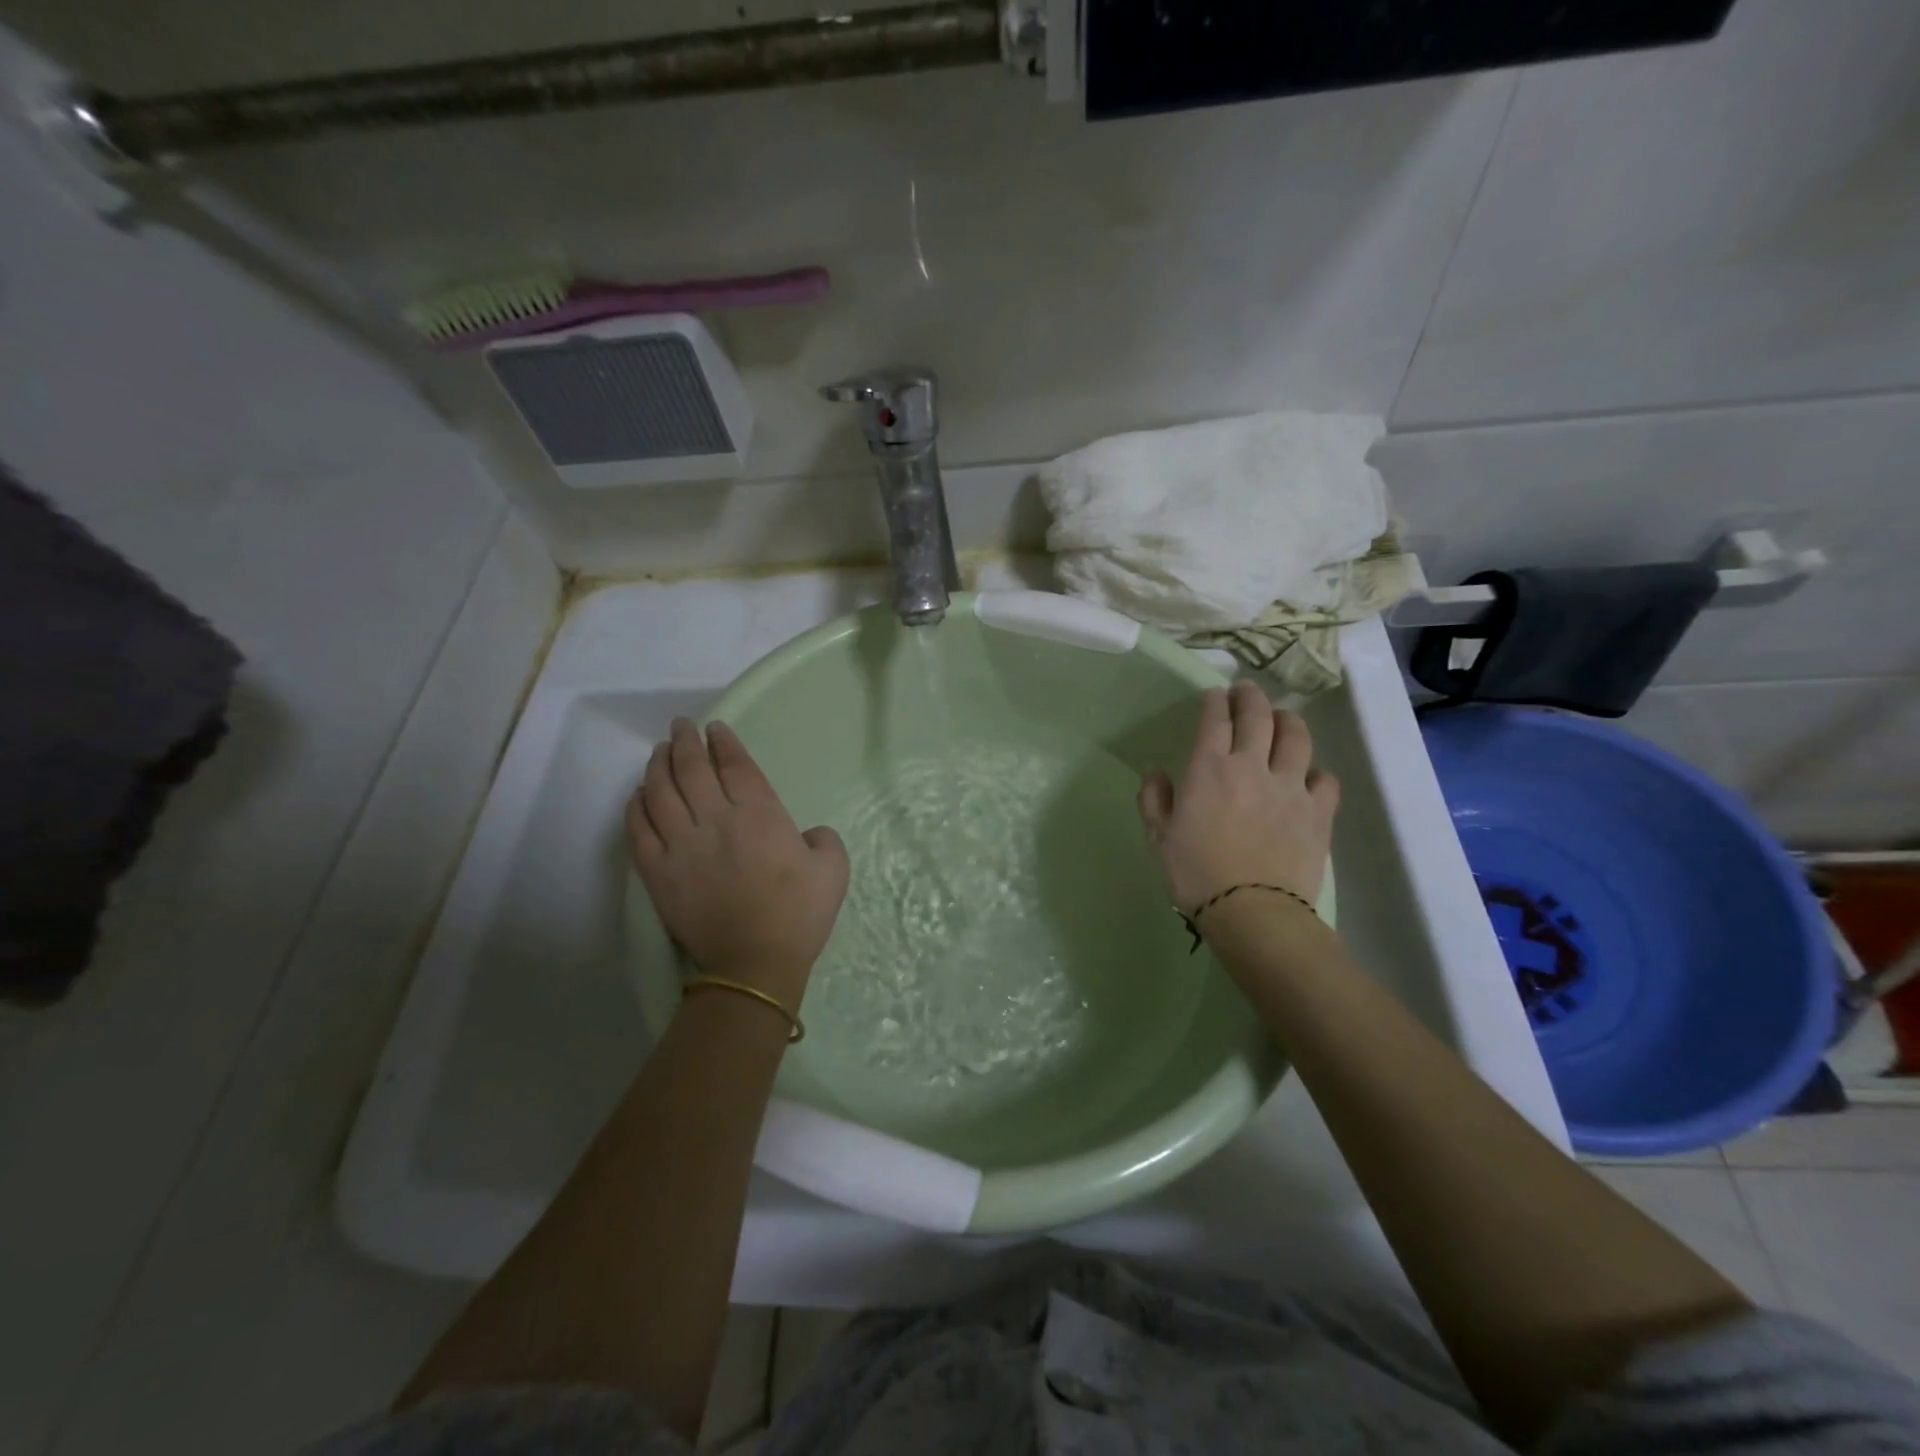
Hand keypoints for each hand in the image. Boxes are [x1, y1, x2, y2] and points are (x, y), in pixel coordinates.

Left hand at [627, 718, 848, 1006]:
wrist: (755, 964)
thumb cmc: (799, 915)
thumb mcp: (834, 868)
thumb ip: (823, 839)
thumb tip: (805, 835)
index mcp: (761, 815)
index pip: (735, 765)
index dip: (724, 742)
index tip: (715, 728)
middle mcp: (716, 820)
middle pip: (692, 769)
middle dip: (685, 741)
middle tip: (682, 727)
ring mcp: (682, 845)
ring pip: (660, 792)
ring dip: (658, 765)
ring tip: (660, 752)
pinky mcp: (658, 872)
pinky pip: (638, 829)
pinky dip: (636, 805)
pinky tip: (638, 794)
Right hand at [1138, 681, 1339, 914]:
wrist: (1252, 911)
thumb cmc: (1195, 874)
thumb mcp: (1158, 838)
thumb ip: (1154, 800)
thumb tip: (1156, 773)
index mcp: (1209, 769)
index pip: (1215, 720)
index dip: (1215, 702)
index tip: (1215, 695)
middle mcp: (1252, 766)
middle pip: (1258, 716)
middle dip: (1250, 696)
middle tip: (1246, 691)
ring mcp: (1291, 787)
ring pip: (1297, 737)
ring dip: (1288, 720)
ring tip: (1283, 718)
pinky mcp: (1319, 812)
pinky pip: (1326, 779)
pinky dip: (1317, 772)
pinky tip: (1309, 776)